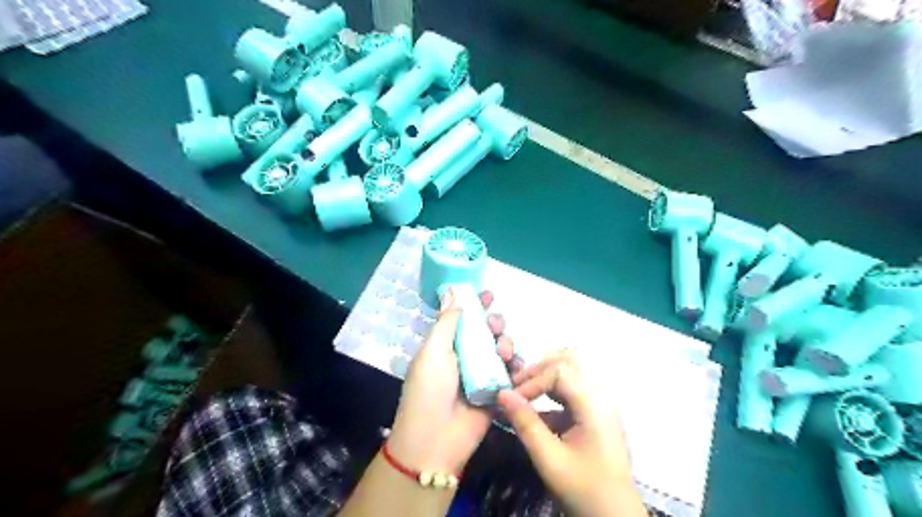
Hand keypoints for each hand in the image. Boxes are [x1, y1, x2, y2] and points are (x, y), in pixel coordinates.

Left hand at [385, 288, 517, 473]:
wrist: (435, 440)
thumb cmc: (429, 389)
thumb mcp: (433, 351)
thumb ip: (447, 322)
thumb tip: (453, 292)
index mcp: (446, 345)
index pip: (464, 319)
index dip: (476, 305)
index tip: (488, 294)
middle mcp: (465, 357)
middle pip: (487, 332)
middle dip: (494, 324)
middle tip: (495, 326)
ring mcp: (482, 375)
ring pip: (501, 350)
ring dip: (506, 344)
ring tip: (503, 352)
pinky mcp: (497, 393)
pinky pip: (512, 374)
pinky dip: (517, 367)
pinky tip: (516, 366)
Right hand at [501, 352, 642, 515]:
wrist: (615, 516)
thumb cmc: (584, 489)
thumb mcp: (549, 459)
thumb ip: (525, 424)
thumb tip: (502, 394)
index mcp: (594, 404)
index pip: (559, 370)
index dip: (532, 380)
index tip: (512, 398)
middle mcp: (601, 395)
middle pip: (570, 359)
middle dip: (540, 368)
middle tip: (518, 384)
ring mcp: (601, 402)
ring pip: (573, 369)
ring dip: (547, 375)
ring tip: (525, 391)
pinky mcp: (596, 411)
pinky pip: (574, 387)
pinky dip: (553, 390)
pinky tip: (538, 408)